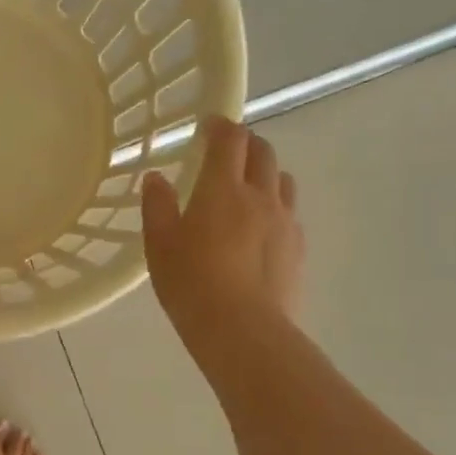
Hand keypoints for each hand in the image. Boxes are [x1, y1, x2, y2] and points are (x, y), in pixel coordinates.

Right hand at [142, 116, 304, 359]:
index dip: (220, 125)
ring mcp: (285, 222)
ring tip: (247, 187)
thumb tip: (157, 178)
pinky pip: (290, 212)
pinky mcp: (298, 248)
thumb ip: (158, 206)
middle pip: (263, 152)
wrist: (243, 331)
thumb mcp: (160, 245)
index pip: (229, 140)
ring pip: (282, 180)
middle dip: (246, 143)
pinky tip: (260, 228)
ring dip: (265, 172)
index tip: (209, 123)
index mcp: (222, 190)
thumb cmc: (191, 284)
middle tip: (227, 151)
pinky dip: (275, 205)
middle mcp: (260, 196)